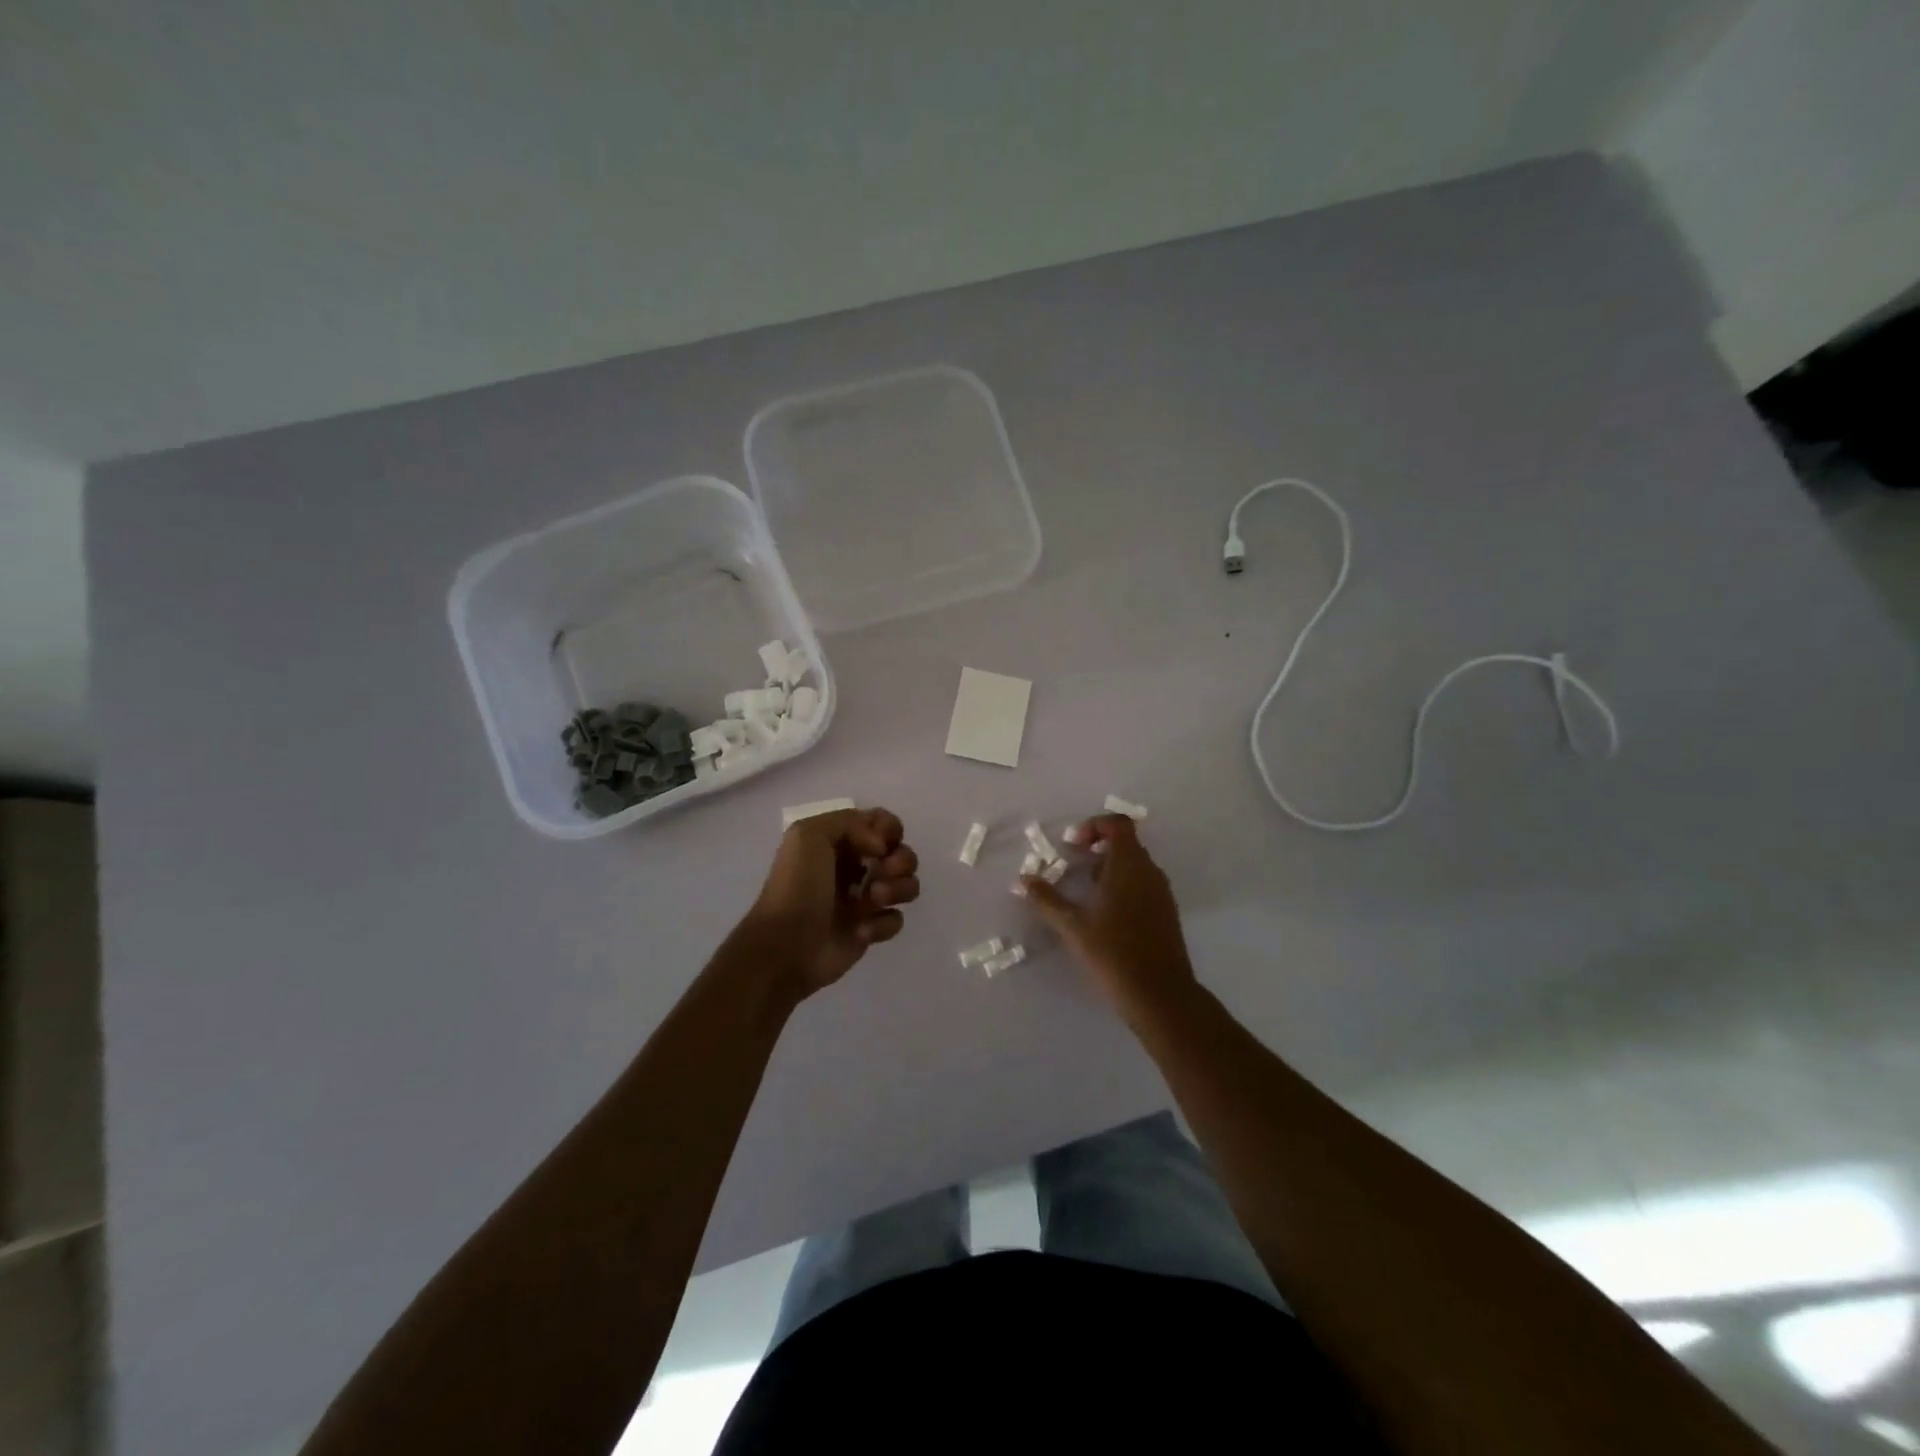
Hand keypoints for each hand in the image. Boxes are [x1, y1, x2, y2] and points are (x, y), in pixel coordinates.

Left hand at [747, 807, 919, 997]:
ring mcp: (864, 900)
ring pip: (906, 884)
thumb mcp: (808, 835)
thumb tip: (880, 847)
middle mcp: (855, 867)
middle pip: (900, 852)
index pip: (881, 822)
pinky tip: (860, 931)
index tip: (879, 844)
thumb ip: (849, 822)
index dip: (890, 829)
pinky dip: (882, 924)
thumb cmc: (797, 887)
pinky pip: (895, 919)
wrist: (785, 946)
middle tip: (883, 871)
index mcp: (839, 841)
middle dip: (901, 860)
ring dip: (897, 889)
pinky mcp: (870, 930)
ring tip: (873, 900)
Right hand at [1021, 814, 1196, 1019]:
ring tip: (1085, 891)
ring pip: (1135, 864)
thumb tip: (1022, 880)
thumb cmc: (1113, 953)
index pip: (1118, 824)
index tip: (1071, 844)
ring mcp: (1161, 892)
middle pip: (1126, 842)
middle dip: (1097, 847)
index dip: (1093, 825)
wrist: (1160, 994)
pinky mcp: (1166, 912)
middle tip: (1073, 864)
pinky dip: (1123, 885)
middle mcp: (1149, 871)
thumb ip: (1046, 899)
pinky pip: (1143, 883)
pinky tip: (1105, 913)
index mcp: (1128, 865)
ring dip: (1109, 867)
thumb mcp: (1072, 926)